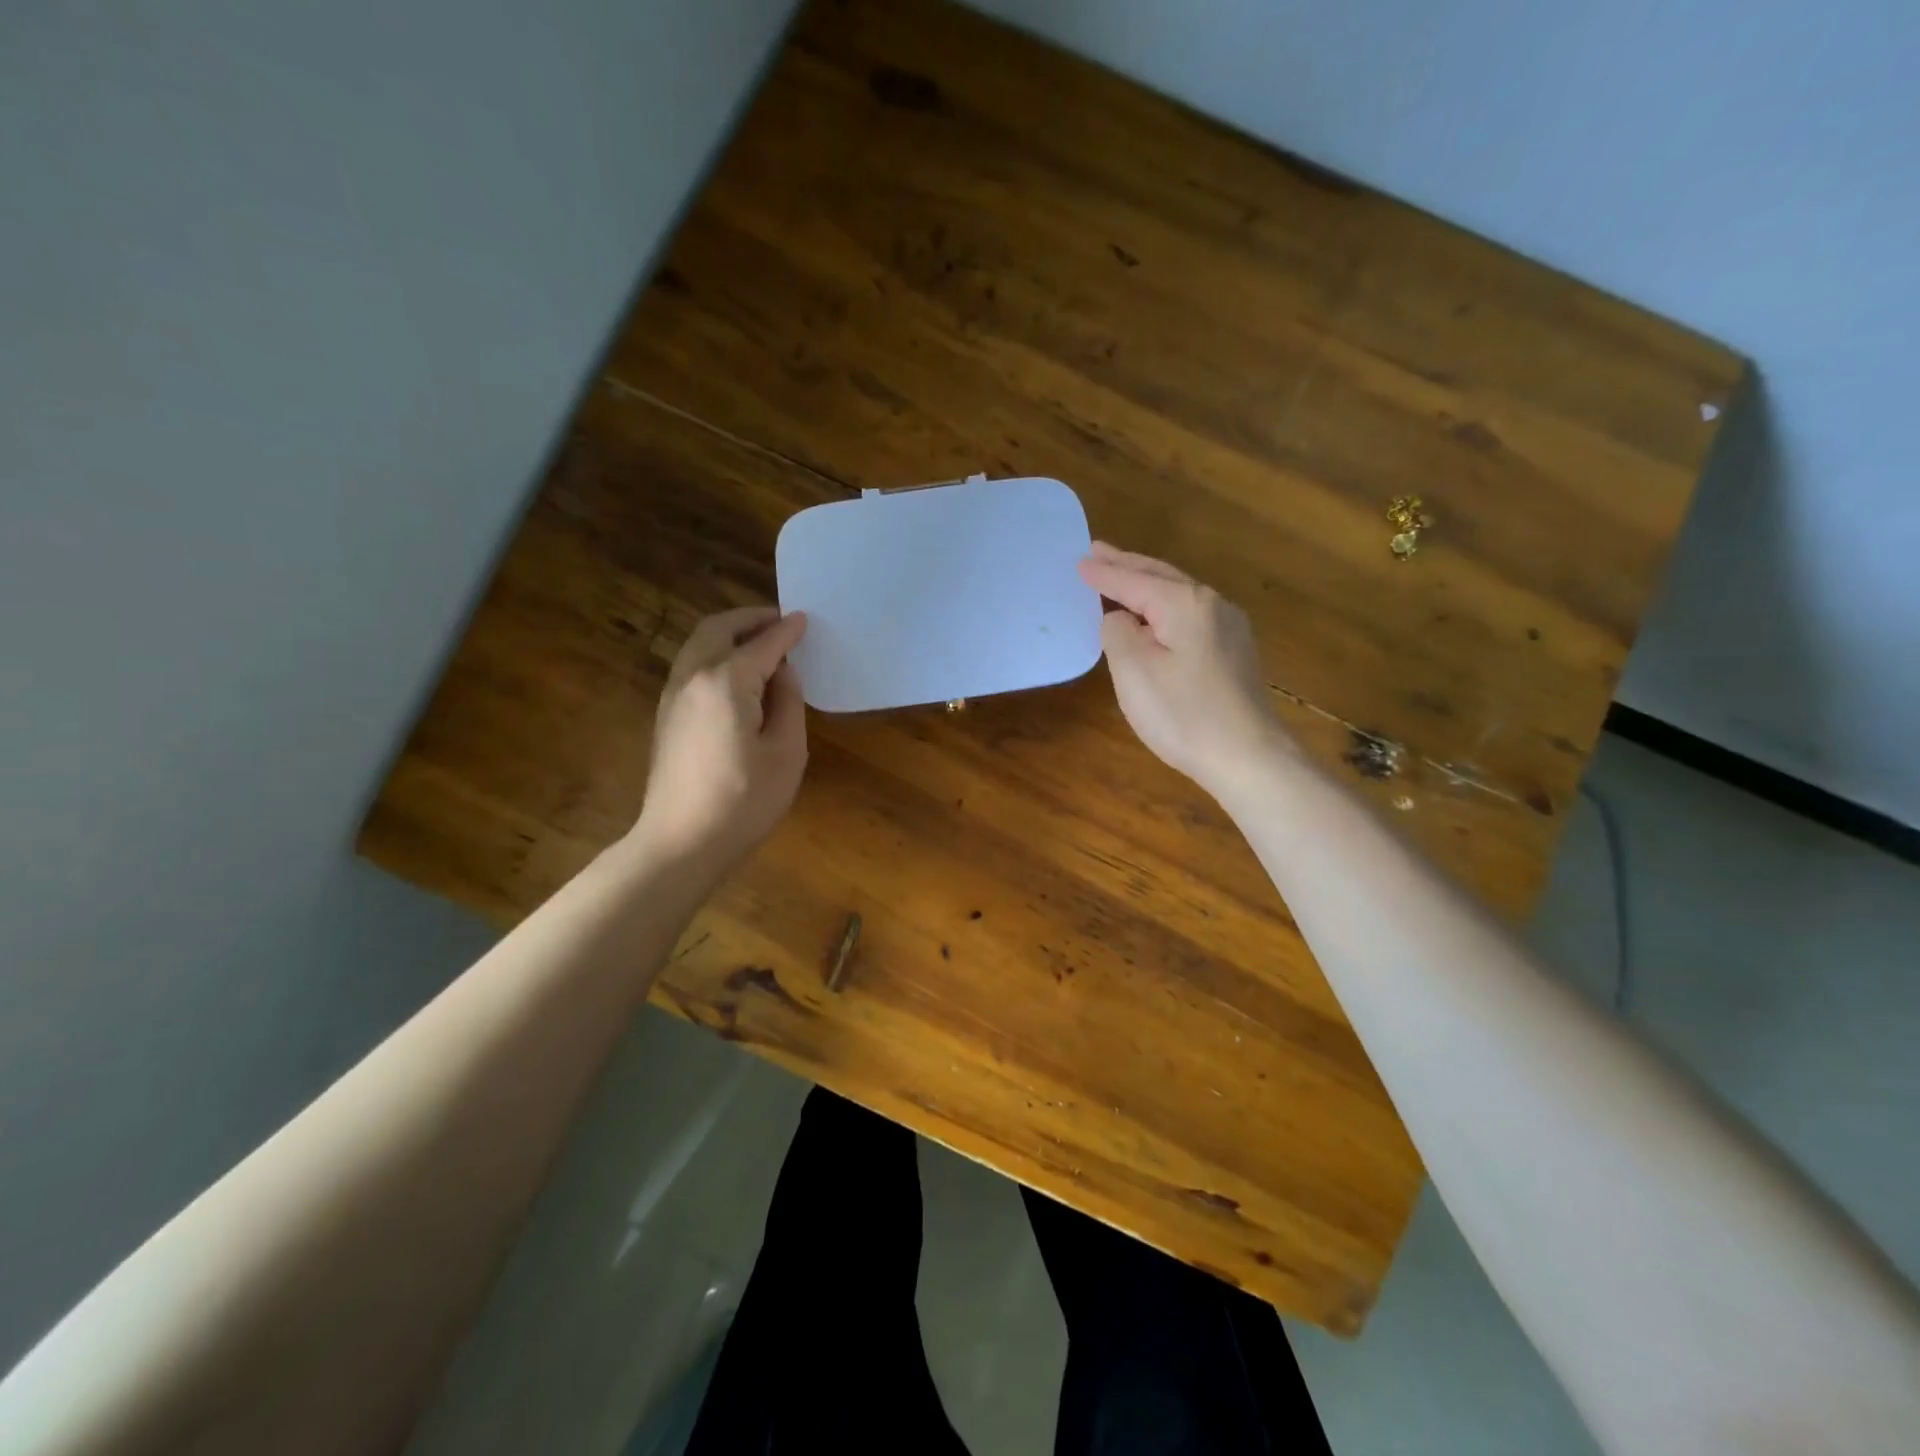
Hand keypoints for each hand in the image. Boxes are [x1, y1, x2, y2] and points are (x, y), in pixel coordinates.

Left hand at [633, 606, 808, 869]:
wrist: (681, 843)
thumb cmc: (743, 802)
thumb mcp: (786, 753)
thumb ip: (789, 703)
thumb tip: (784, 673)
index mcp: (726, 682)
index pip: (763, 645)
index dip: (787, 631)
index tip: (805, 620)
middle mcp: (693, 678)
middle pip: (718, 629)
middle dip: (750, 619)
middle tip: (780, 623)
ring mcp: (673, 696)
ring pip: (698, 645)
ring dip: (729, 634)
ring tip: (761, 644)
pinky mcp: (667, 716)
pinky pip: (691, 666)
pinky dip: (715, 654)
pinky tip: (738, 675)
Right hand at [1078, 543, 1289, 796]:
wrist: (1248, 757)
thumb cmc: (1184, 714)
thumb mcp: (1134, 671)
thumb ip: (1117, 632)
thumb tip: (1120, 618)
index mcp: (1185, 603)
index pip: (1134, 581)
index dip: (1104, 573)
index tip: (1079, 562)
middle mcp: (1212, 604)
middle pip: (1161, 577)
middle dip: (1127, 564)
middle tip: (1097, 552)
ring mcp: (1229, 627)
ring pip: (1178, 594)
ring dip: (1146, 583)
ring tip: (1120, 574)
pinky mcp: (1234, 651)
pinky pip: (1190, 614)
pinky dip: (1164, 605)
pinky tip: (1154, 615)